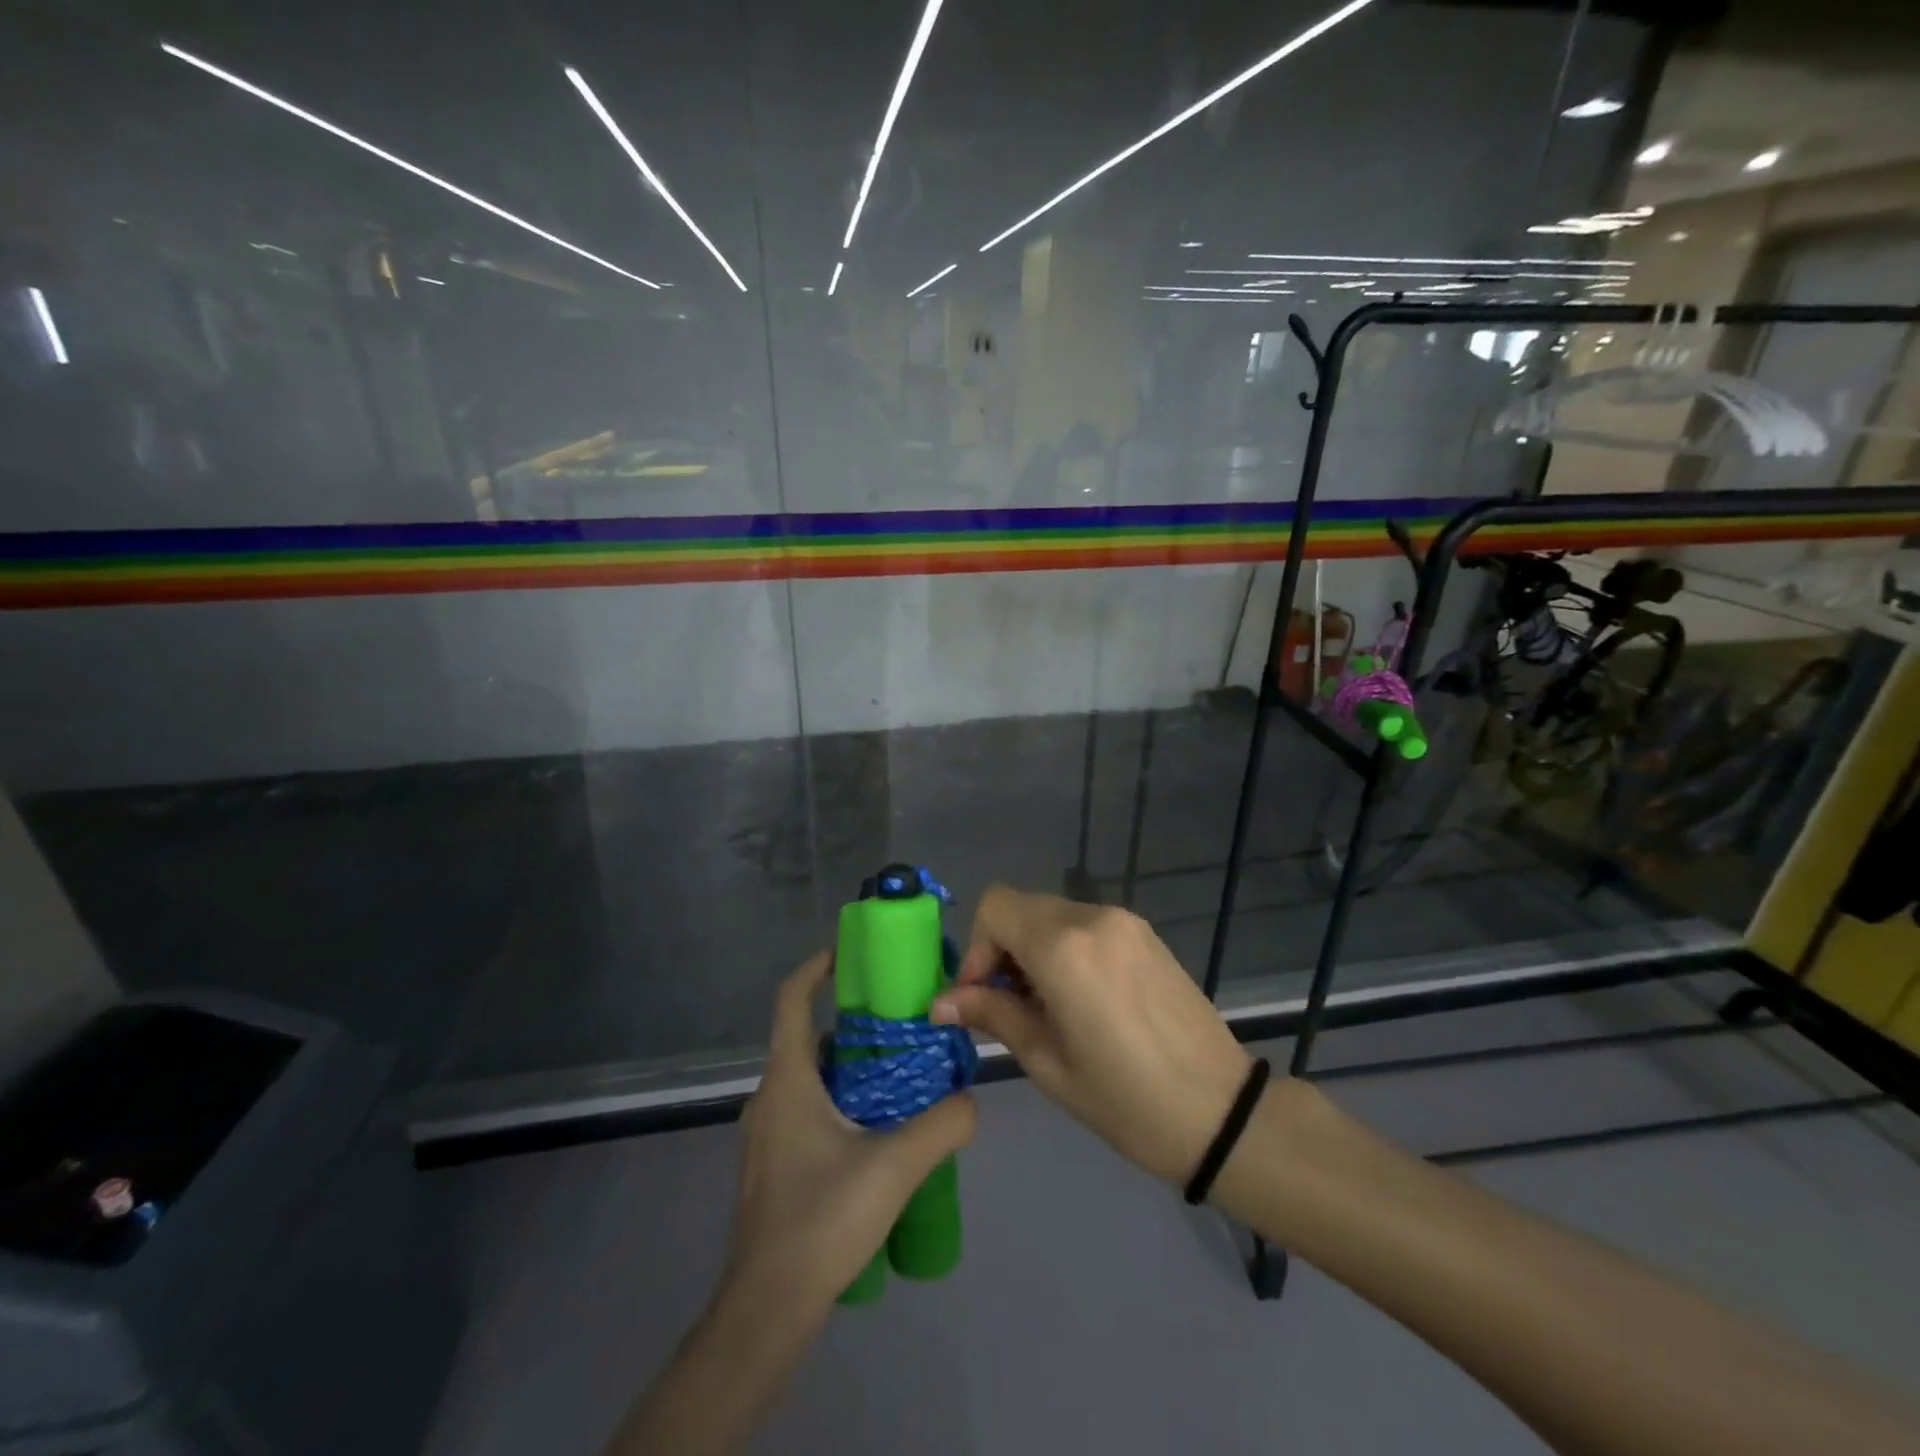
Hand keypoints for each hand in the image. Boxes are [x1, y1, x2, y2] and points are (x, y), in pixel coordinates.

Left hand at [727, 951, 976, 1318]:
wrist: (766, 1311)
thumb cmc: (821, 1221)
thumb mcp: (895, 1167)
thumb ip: (942, 1125)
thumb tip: (971, 1099)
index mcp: (787, 1079)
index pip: (792, 998)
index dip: (817, 966)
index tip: (852, 953)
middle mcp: (769, 1097)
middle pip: (808, 1036)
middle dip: (853, 1023)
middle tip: (902, 1024)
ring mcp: (766, 1134)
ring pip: (810, 1077)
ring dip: (851, 1066)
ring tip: (901, 1077)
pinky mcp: (772, 1165)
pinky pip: (808, 1110)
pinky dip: (841, 1100)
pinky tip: (878, 1133)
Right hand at [931, 887, 1249, 1186]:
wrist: (1221, 1113)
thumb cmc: (1124, 1100)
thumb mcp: (1047, 1062)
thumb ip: (992, 1015)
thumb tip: (943, 1000)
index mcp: (1063, 947)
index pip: (995, 907)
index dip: (977, 948)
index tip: (982, 996)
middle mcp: (1093, 918)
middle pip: (1022, 908)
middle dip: (1002, 949)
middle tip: (1008, 1006)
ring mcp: (1125, 922)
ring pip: (1054, 915)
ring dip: (1034, 949)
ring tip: (1046, 1007)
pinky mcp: (1146, 935)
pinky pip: (1087, 926)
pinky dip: (1067, 948)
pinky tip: (1081, 999)